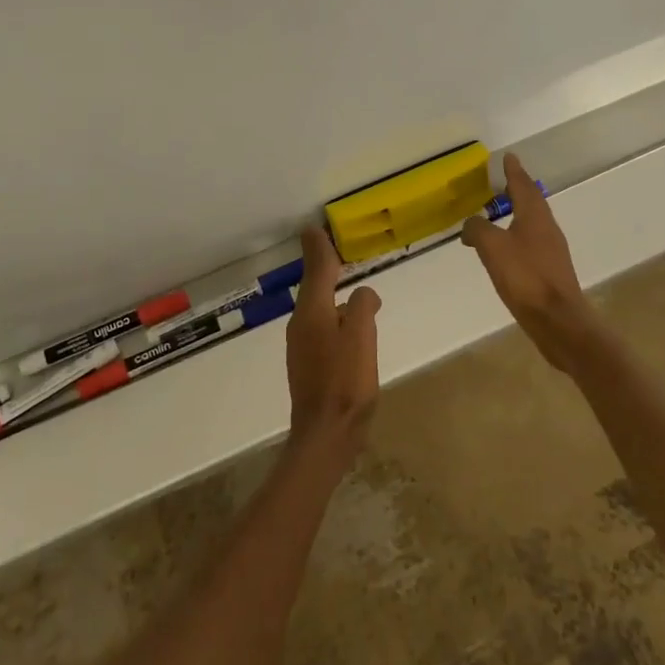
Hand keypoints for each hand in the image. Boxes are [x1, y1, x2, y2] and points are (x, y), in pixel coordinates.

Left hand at [286, 226, 381, 460]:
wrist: (326, 435)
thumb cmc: (346, 382)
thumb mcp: (362, 336)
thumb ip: (362, 306)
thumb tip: (363, 293)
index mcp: (312, 311)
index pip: (316, 269)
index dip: (318, 249)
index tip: (315, 229)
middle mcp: (301, 323)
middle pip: (314, 287)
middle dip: (323, 268)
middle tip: (335, 251)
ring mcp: (302, 346)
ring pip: (318, 308)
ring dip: (329, 292)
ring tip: (347, 285)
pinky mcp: (308, 365)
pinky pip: (321, 327)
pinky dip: (333, 316)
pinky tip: (347, 325)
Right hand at [461, 153, 602, 370]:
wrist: (558, 321)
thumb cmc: (525, 277)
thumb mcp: (492, 248)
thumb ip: (477, 229)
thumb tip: (471, 224)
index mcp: (535, 216)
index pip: (523, 185)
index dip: (514, 171)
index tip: (509, 157)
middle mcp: (547, 228)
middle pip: (532, 202)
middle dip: (518, 190)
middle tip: (503, 181)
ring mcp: (551, 251)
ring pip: (532, 223)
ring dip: (517, 214)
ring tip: (500, 213)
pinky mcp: (550, 272)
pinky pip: (531, 244)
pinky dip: (516, 237)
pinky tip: (505, 249)